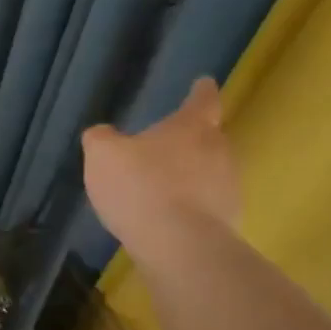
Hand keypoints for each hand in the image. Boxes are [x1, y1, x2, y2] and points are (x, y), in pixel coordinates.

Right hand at [83, 76, 239, 257]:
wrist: (179, 246)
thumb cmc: (140, 187)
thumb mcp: (102, 155)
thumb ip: (101, 138)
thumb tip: (103, 134)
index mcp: (191, 127)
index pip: (202, 100)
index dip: (201, 91)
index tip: (204, 83)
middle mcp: (218, 152)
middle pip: (209, 137)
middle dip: (192, 138)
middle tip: (168, 143)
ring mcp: (228, 188)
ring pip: (210, 172)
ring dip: (190, 174)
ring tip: (162, 186)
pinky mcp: (228, 222)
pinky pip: (206, 204)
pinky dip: (190, 205)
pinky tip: (167, 216)